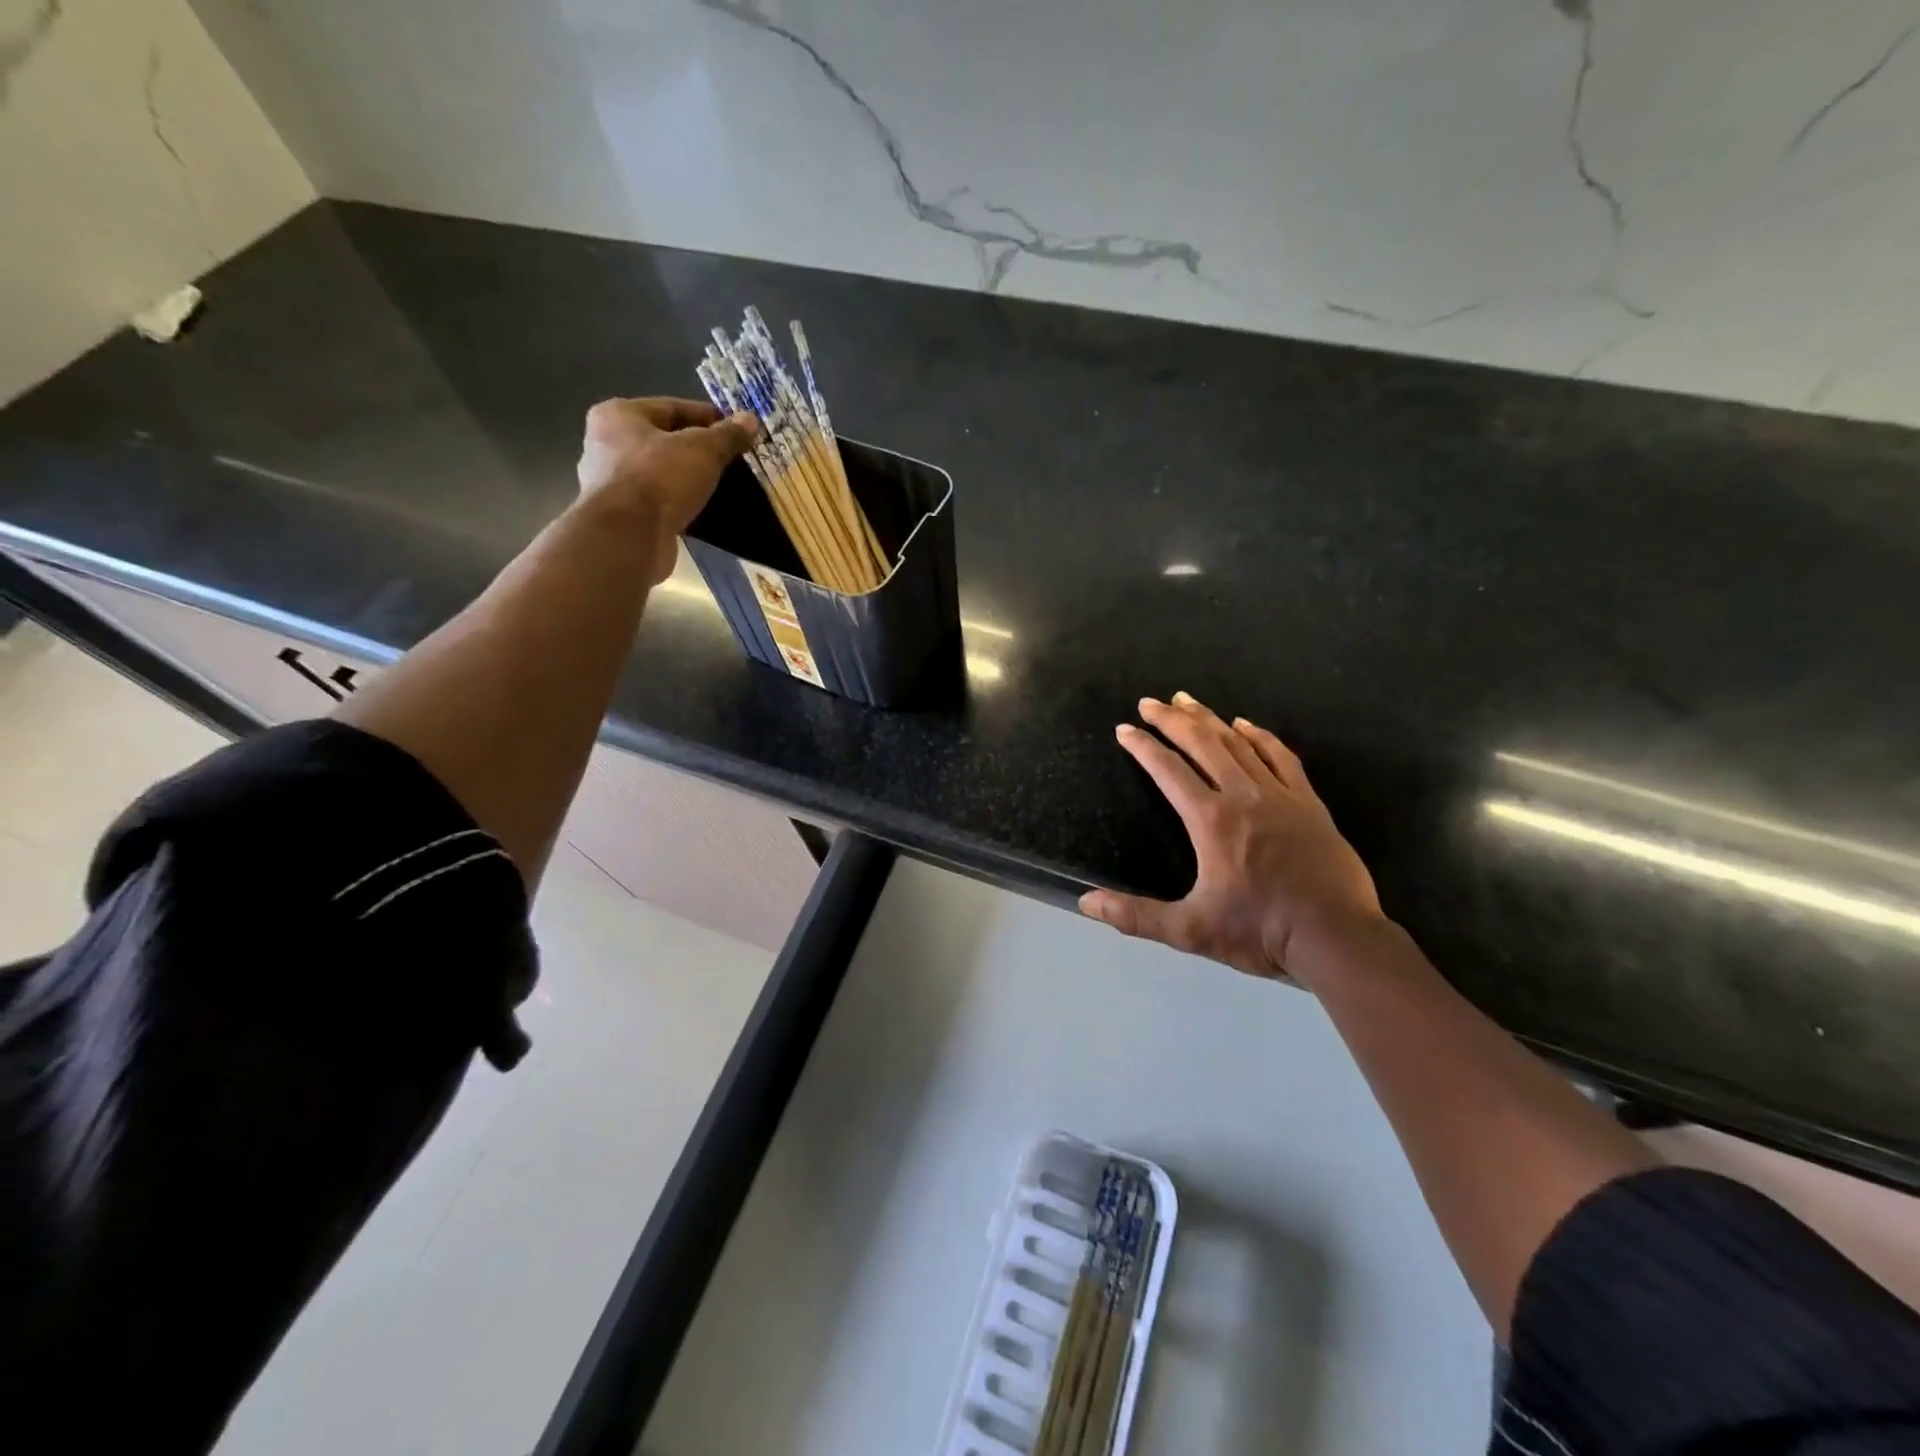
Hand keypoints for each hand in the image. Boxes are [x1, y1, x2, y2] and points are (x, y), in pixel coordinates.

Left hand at [575, 397, 758, 584]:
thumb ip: (727, 435)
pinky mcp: (621, 516)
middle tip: (730, 459)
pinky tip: (702, 510)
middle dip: (697, 449)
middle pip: (663, 440)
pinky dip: (678, 503)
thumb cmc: (660, 478)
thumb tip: (750, 419)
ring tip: (721, 485)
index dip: (708, 416)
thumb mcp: (703, 450)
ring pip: (660, 473)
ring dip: (687, 478)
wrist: (628, 537)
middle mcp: (606, 444)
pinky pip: (657, 501)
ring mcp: (610, 483)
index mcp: (618, 415)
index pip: (672, 407)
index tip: (736, 430)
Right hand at [1079, 693, 1384, 986]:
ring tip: (1187, 700)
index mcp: (1211, 820)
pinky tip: (1246, 724)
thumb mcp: (1190, 930)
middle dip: (1171, 719)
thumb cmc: (1260, 932)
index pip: (1168, 770)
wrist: (1337, 937)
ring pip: (1238, 743)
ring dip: (1208, 719)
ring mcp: (1279, 795)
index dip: (1142, 746)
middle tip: (1149, 702)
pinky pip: (1280, 756)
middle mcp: (1242, 796)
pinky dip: (1259, 736)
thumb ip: (1136, 916)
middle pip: (1202, 744)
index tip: (1124, 729)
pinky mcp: (1308, 802)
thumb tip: (1086, 903)